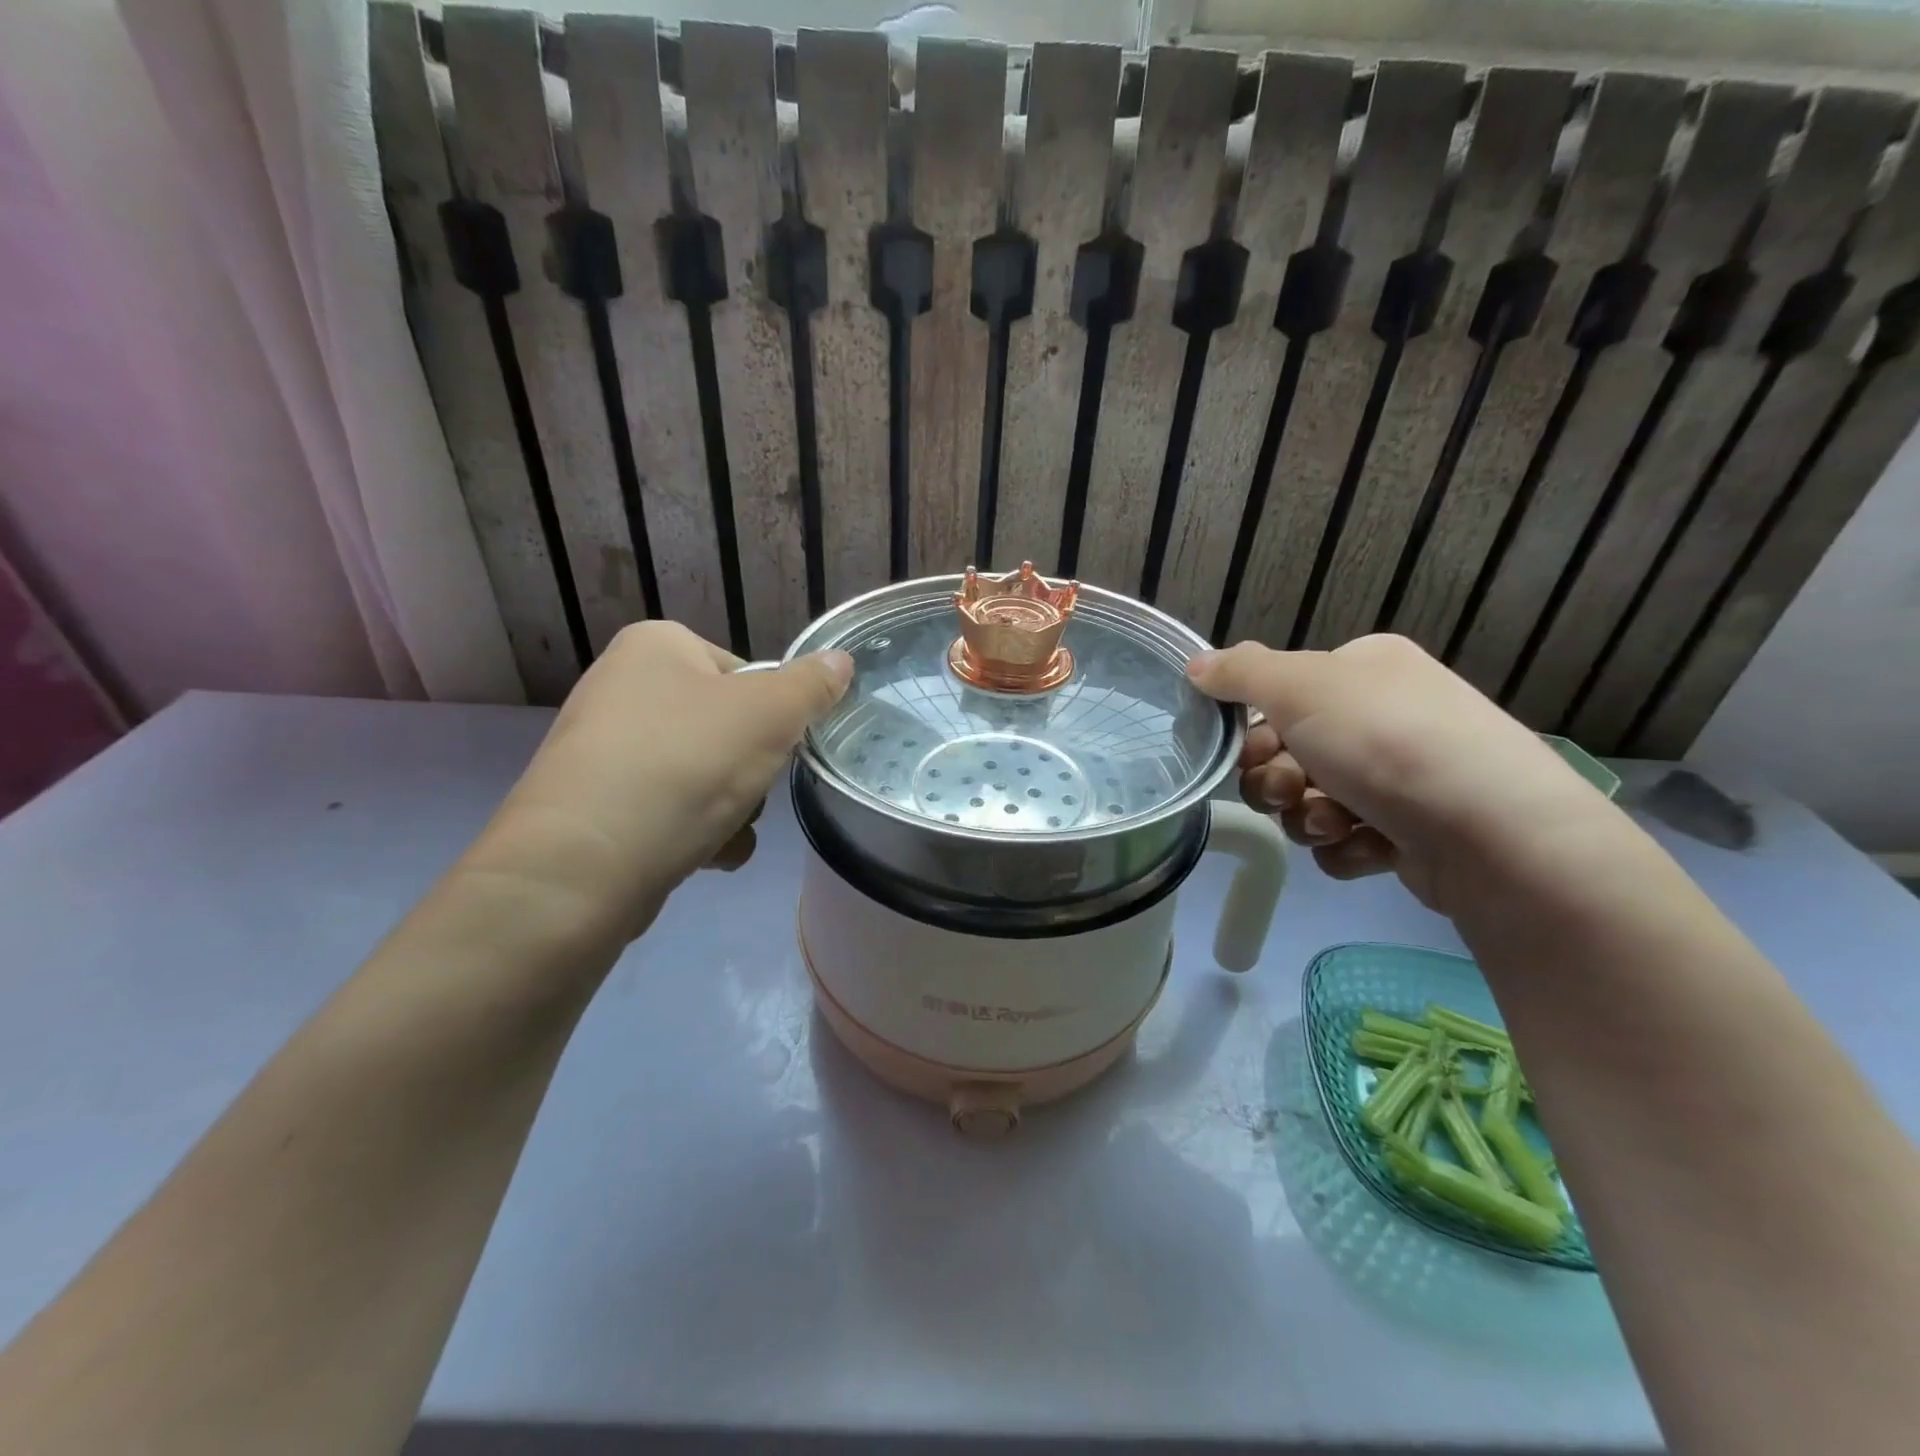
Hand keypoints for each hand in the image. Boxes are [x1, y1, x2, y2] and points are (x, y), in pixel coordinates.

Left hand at [464, 621, 851, 942]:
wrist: (587, 862)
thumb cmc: (687, 763)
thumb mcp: (771, 714)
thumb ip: (812, 685)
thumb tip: (840, 660)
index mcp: (656, 645)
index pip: (744, 672)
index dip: (772, 713)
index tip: (776, 745)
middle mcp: (622, 687)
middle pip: (726, 727)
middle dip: (751, 768)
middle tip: (750, 789)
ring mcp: (604, 749)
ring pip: (703, 774)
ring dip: (731, 806)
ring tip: (722, 830)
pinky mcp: (596, 806)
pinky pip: (670, 809)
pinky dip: (696, 832)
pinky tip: (701, 855)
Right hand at [1187, 635, 1620, 913]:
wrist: (1492, 833)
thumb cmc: (1386, 741)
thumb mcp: (1301, 687)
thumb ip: (1241, 673)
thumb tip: (1196, 665)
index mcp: (1363, 670)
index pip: (1281, 695)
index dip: (1255, 728)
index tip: (1251, 749)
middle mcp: (1383, 716)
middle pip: (1288, 752)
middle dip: (1278, 779)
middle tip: (1292, 789)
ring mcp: (1400, 776)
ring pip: (1310, 800)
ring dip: (1307, 816)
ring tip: (1336, 823)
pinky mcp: (1410, 832)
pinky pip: (1344, 839)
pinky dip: (1345, 846)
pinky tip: (1368, 846)